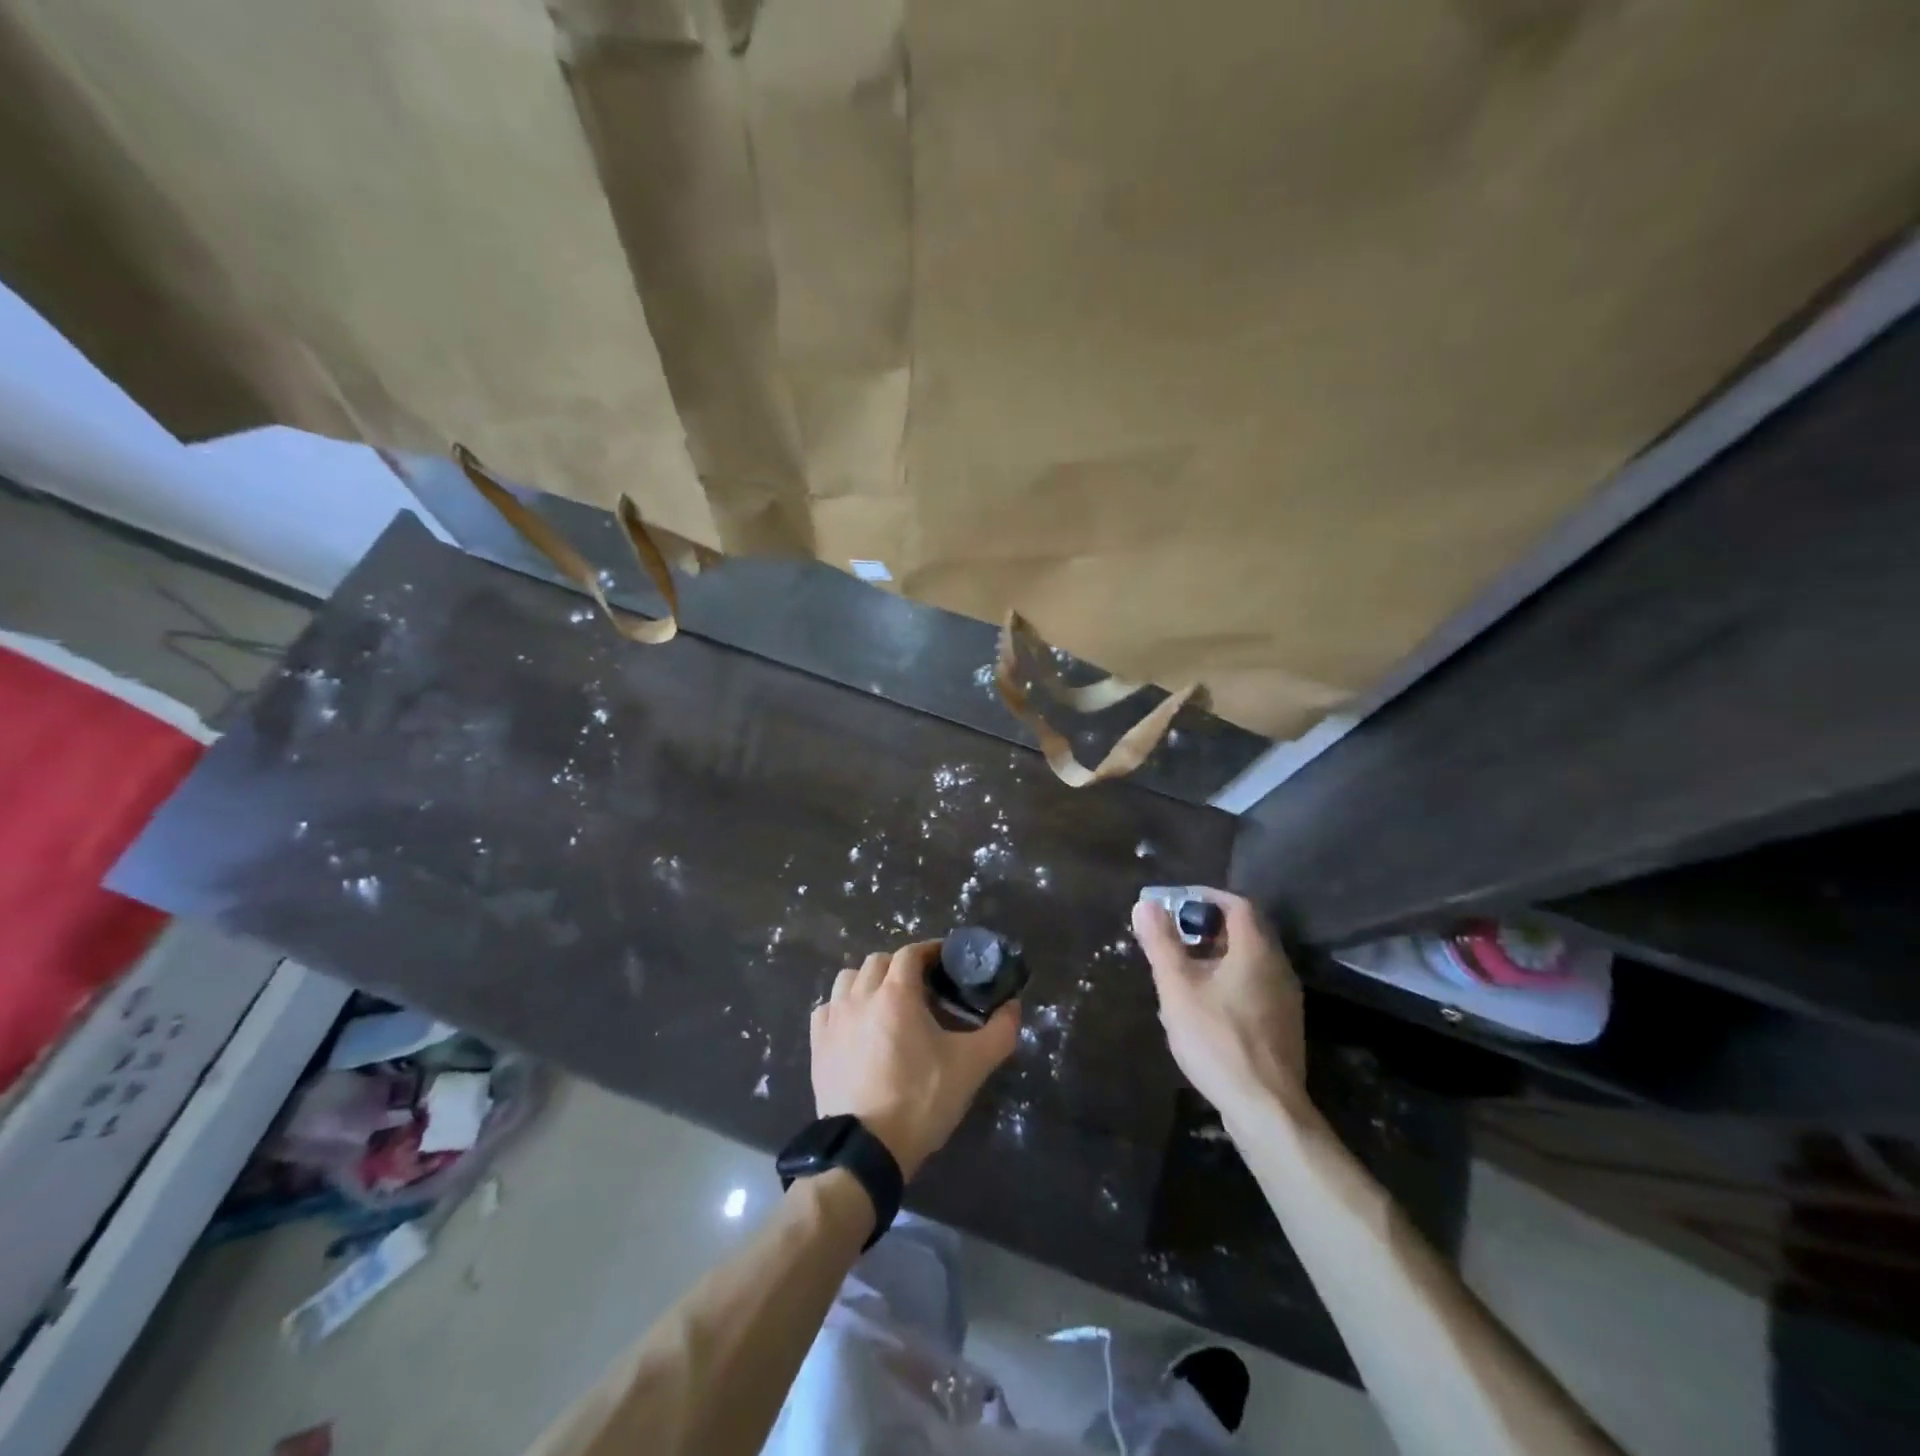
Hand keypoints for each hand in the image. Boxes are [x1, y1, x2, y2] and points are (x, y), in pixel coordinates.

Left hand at [810, 941, 1019, 1178]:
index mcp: (896, 994)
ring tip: (887, 1003)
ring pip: (849, 978)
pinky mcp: (817, 1044)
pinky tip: (857, 1025)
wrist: (867, 1150)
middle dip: (901, 966)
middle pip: (879, 961)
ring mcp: (834, 1019)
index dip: (930, 951)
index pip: (911, 953)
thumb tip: (1014, 1007)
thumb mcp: (971, 1066)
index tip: (947, 961)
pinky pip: (828, 1008)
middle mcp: (860, 996)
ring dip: (869, 981)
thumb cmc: (920, 1100)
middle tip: (923, 987)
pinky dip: (843, 1006)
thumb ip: (999, 1031)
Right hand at [1132, 890, 1306, 1116]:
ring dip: (1217, 955)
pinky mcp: (1284, 1025)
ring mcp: (1286, 998)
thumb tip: (1146, 905)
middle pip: (1245, 931)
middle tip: (1174, 936)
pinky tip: (1205, 1005)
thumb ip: (1161, 944)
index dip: (1206, 896)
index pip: (1237, 904)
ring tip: (1183, 970)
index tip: (1176, 903)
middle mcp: (1278, 967)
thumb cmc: (1218, 1040)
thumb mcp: (1178, 989)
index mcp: (1256, 951)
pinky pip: (1255, 985)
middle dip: (1207, 926)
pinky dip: (1230, 979)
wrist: (1266, 1109)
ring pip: (1250, 960)